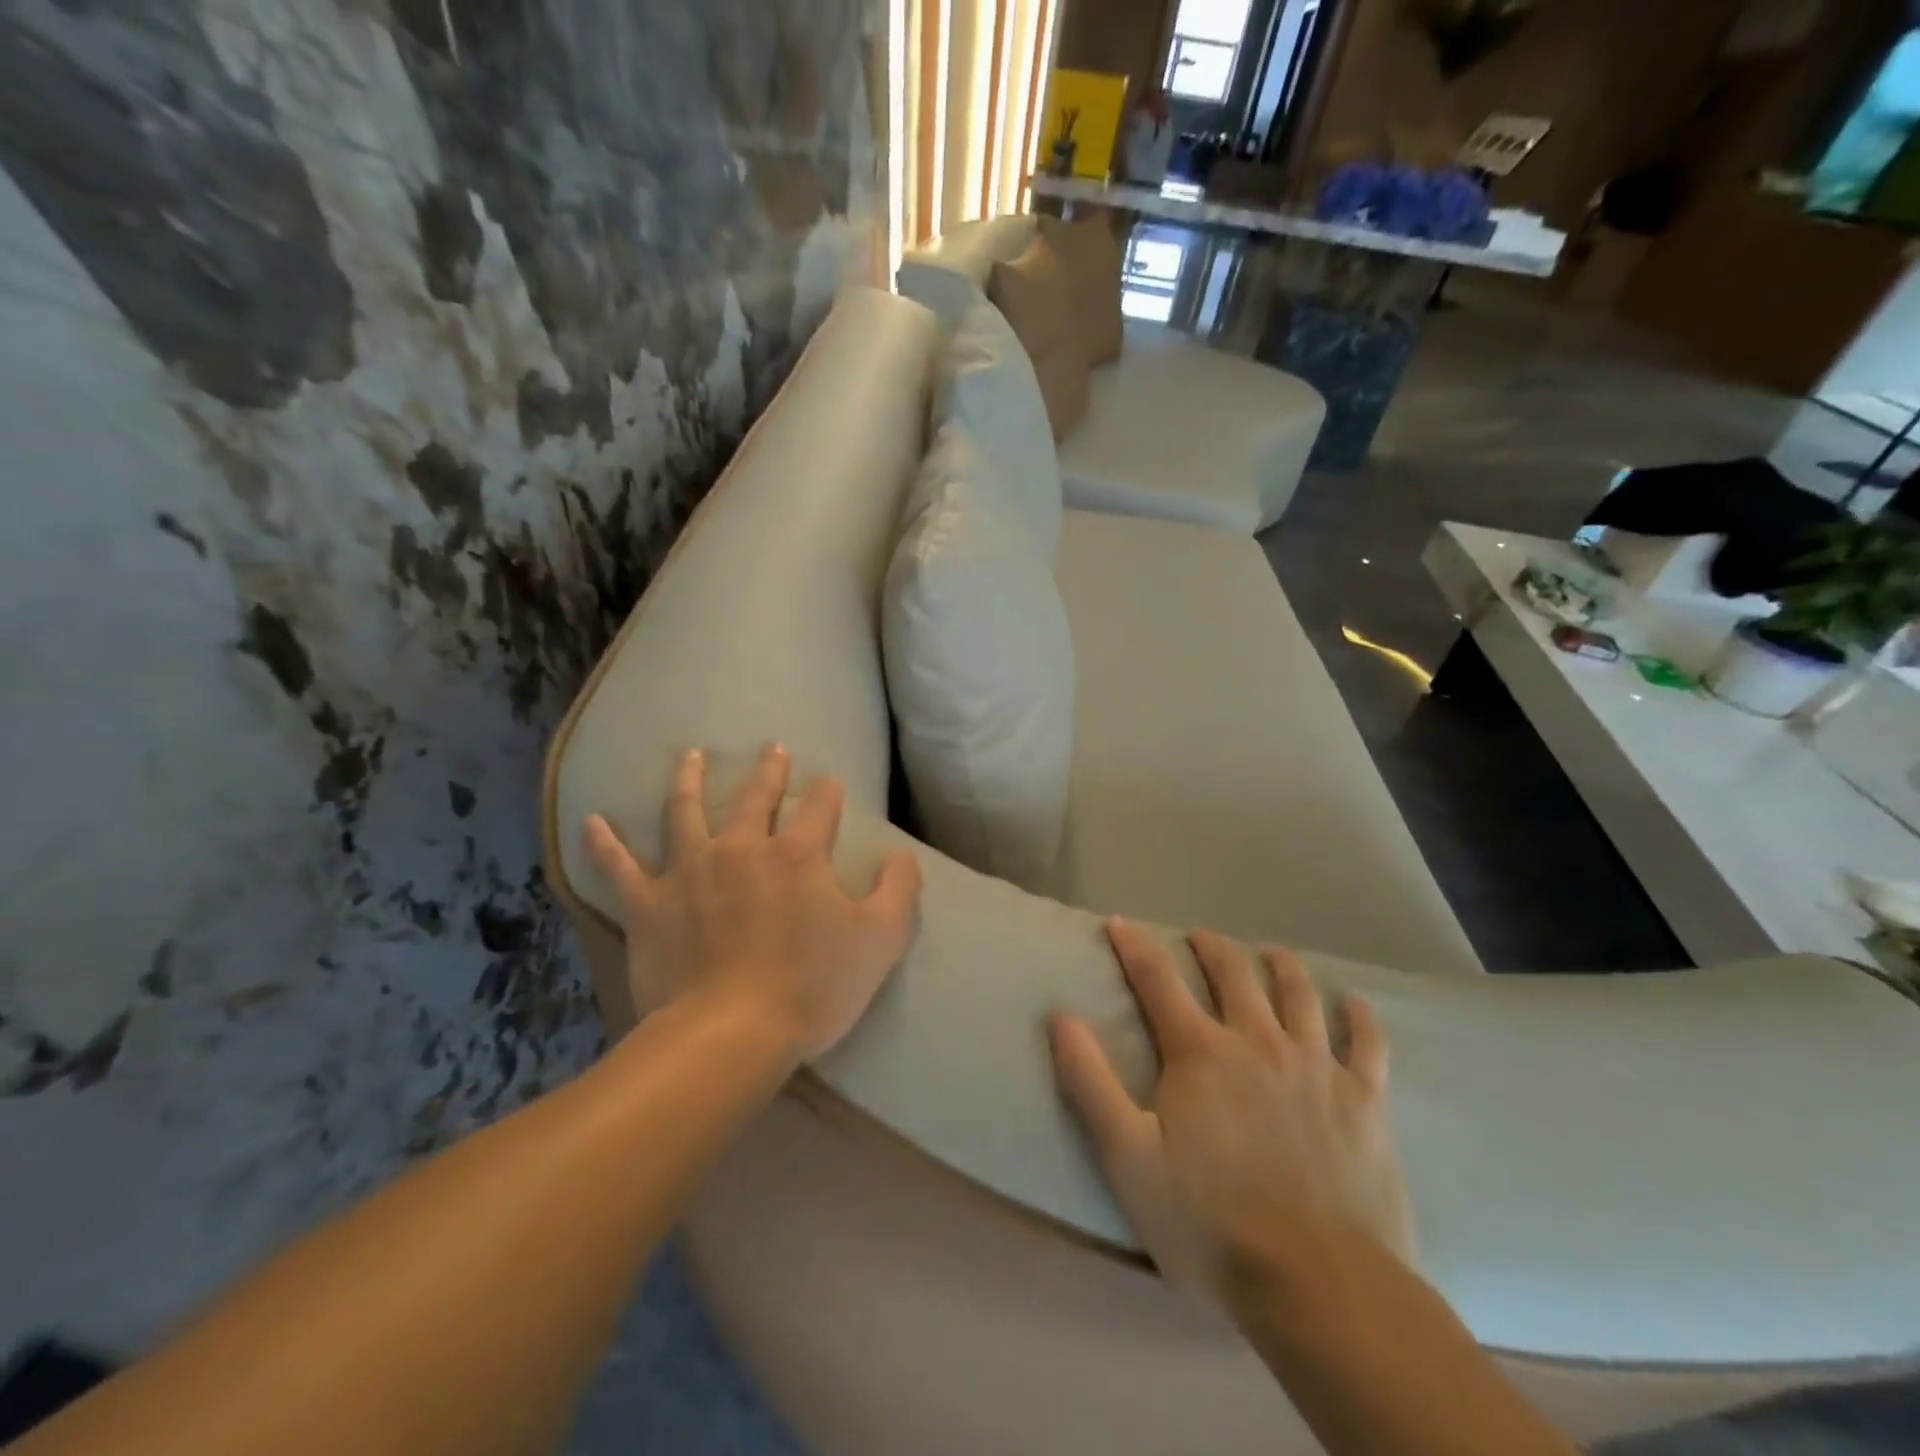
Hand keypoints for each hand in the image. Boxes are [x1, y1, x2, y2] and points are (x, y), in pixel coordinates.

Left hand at [583, 743, 923, 1060]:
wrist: (729, 1036)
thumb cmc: (812, 988)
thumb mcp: (881, 940)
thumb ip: (899, 890)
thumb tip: (903, 855)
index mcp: (798, 854)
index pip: (820, 806)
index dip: (829, 791)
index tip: (831, 782)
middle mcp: (742, 848)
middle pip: (755, 796)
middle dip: (768, 771)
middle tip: (772, 750)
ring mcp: (689, 871)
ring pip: (684, 811)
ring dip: (687, 779)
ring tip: (689, 755)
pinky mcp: (648, 904)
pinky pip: (619, 867)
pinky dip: (604, 843)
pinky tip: (592, 821)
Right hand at [1049, 920, 1414, 1309]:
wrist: (1320, 1285)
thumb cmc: (1210, 1222)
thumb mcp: (1128, 1157)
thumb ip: (1090, 1081)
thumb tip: (1061, 1015)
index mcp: (1200, 1052)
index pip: (1156, 980)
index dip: (1134, 946)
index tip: (1119, 923)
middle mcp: (1258, 1041)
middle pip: (1233, 972)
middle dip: (1211, 947)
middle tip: (1199, 937)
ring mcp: (1316, 1066)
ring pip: (1298, 994)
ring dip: (1281, 966)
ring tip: (1270, 954)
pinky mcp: (1365, 1101)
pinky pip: (1368, 1044)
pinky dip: (1360, 1017)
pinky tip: (1356, 1004)